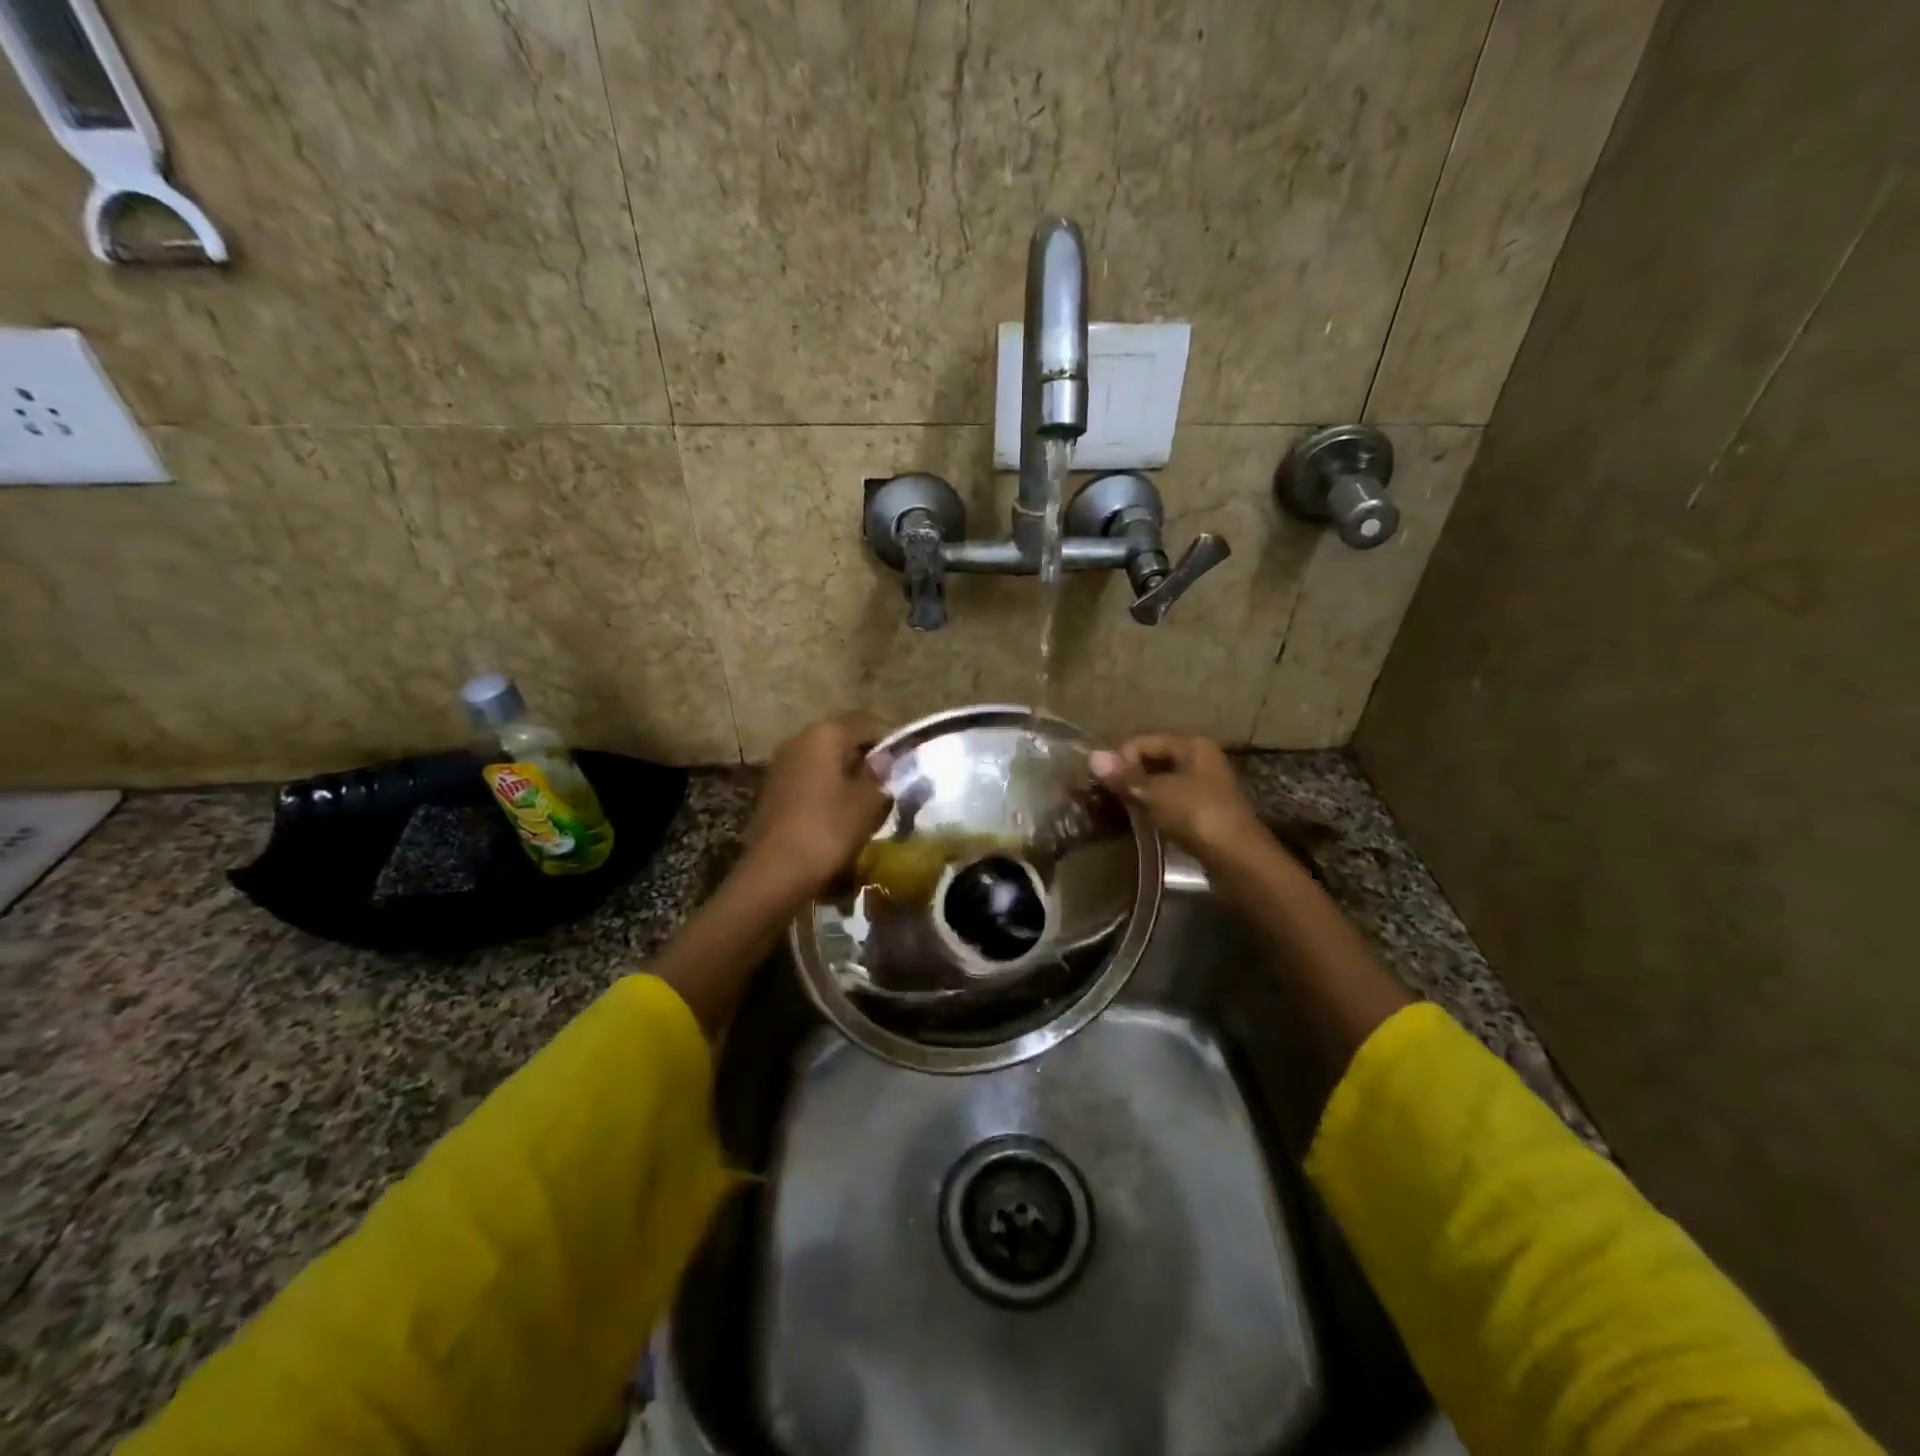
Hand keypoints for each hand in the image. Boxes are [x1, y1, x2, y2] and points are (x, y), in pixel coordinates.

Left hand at [742, 712, 892, 900]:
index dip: (890, 741)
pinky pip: (811, 781)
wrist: (776, 872)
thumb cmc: (829, 829)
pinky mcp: (774, 790)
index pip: (866, 722)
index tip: (906, 766)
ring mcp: (782, 765)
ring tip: (868, 804)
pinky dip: (828, 791)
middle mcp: (800, 740)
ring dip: (847, 777)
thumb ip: (882, 774)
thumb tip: (886, 760)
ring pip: (826, 761)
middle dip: (867, 759)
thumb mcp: (869, 801)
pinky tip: (841, 816)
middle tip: (890, 785)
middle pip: (843, 740)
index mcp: (825, 733)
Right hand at [1089, 733, 1265, 865]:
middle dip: (1128, 775)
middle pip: (1152, 758)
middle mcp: (1199, 757)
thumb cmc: (1197, 816)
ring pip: (1160, 780)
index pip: (1141, 741)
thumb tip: (1092, 756)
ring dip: (1139, 793)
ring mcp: (1204, 784)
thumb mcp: (1155, 793)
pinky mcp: (1203, 809)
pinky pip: (1170, 799)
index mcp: (1191, 744)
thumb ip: (1124, 776)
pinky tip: (1142, 820)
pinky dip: (1154, 806)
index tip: (1105, 785)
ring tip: (1122, 809)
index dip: (1120, 760)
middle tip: (1108, 797)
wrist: (1238, 859)